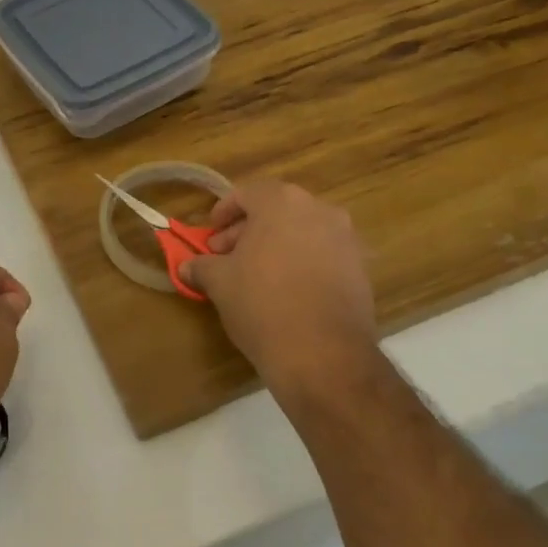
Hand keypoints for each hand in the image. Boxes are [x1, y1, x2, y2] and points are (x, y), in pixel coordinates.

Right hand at [180, 180, 381, 414]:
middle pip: (276, 210)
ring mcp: (346, 239)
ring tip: (255, 275)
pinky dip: (301, 263)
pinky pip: (322, 254)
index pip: (247, 193)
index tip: (210, 235)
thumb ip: (202, 266)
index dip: (224, 211)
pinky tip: (285, 291)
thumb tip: (186, 266)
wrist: (323, 353)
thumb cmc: (262, 304)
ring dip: (276, 246)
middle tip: (226, 256)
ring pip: (302, 231)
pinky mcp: (360, 269)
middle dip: (248, 230)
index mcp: (282, 202)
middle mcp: (319, 210)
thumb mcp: (220, 283)